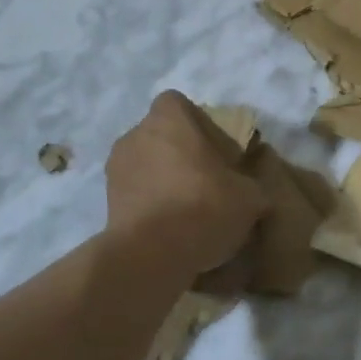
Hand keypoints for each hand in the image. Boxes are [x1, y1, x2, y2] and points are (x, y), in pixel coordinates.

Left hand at [105, 92, 268, 286]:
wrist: (152, 256)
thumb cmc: (204, 206)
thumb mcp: (249, 196)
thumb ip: (252, 185)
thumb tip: (253, 191)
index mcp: (168, 119)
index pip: (177, 103)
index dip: (196, 122)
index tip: (214, 148)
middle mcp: (135, 135)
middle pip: (160, 135)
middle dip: (180, 153)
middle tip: (206, 180)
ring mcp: (115, 170)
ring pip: (145, 165)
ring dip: (163, 180)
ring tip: (187, 210)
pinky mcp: (106, 203)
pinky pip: (135, 195)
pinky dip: (150, 205)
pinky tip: (171, 229)